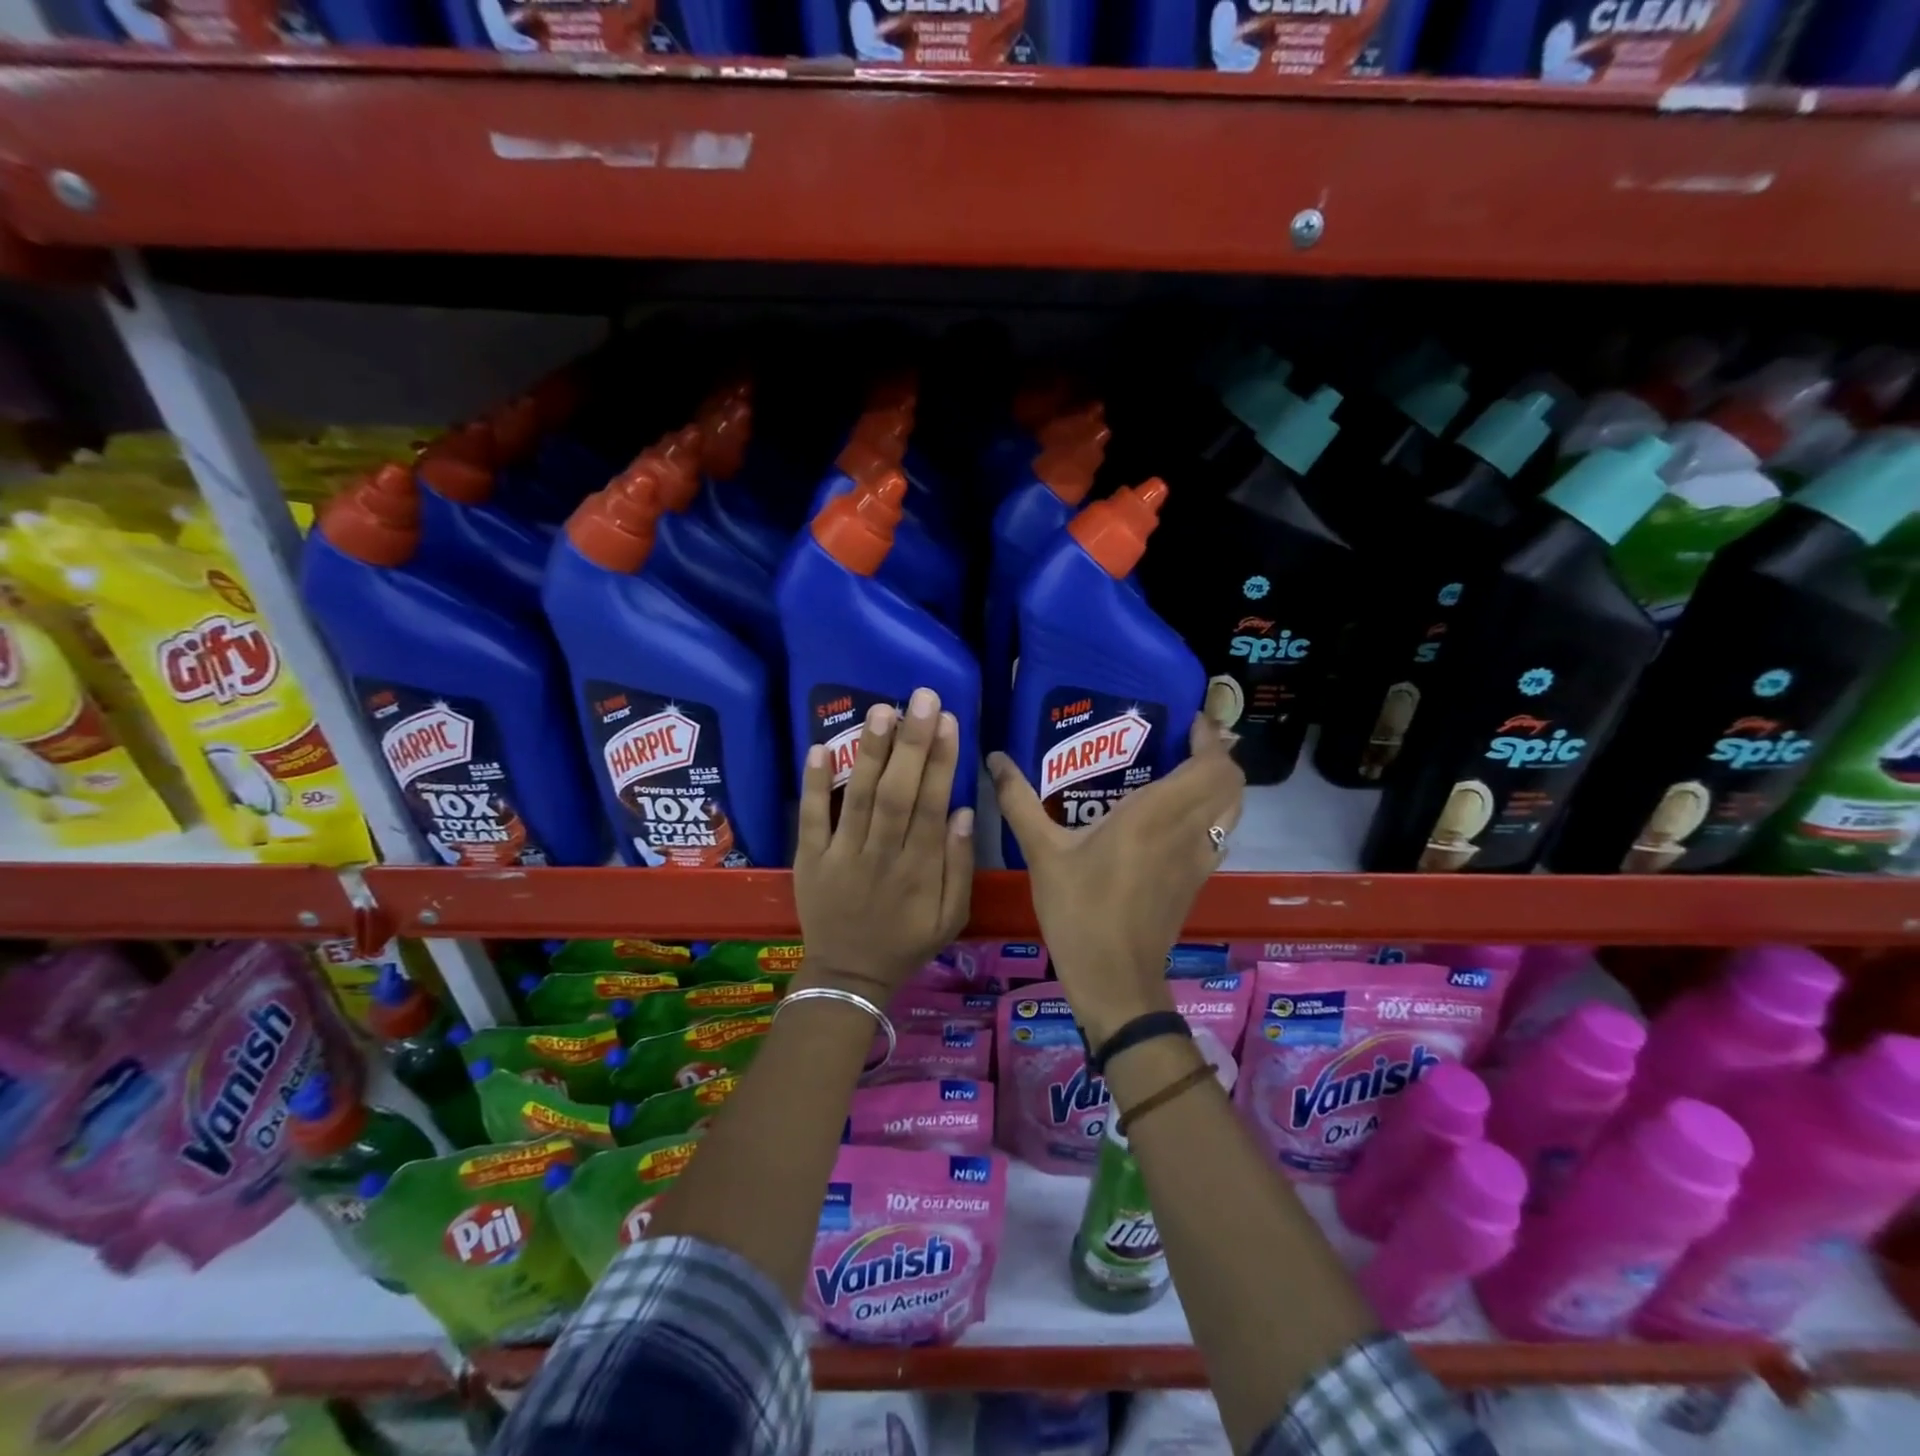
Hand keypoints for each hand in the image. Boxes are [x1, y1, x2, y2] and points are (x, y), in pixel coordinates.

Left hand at [793, 688, 973, 1001]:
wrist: (848, 976)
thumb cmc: (906, 943)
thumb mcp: (950, 917)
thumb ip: (959, 866)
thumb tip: (962, 811)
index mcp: (919, 870)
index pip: (931, 805)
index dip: (941, 762)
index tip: (948, 721)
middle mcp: (881, 855)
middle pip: (898, 793)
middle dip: (911, 743)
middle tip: (921, 697)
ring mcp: (841, 855)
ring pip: (859, 798)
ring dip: (870, 752)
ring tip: (881, 709)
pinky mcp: (809, 858)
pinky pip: (811, 818)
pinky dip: (814, 784)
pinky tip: (820, 747)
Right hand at [990, 714, 1243, 1045]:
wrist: (1114, 979)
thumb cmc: (1079, 911)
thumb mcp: (1042, 853)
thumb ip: (1019, 801)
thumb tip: (995, 758)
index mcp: (1156, 814)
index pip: (1211, 766)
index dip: (1209, 738)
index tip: (1186, 721)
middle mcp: (1188, 830)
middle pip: (1232, 781)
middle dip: (1217, 754)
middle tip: (1181, 742)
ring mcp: (1200, 858)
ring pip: (1233, 808)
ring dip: (1220, 783)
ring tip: (1184, 770)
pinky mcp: (1199, 880)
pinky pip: (1221, 832)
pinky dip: (1213, 812)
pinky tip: (1177, 815)